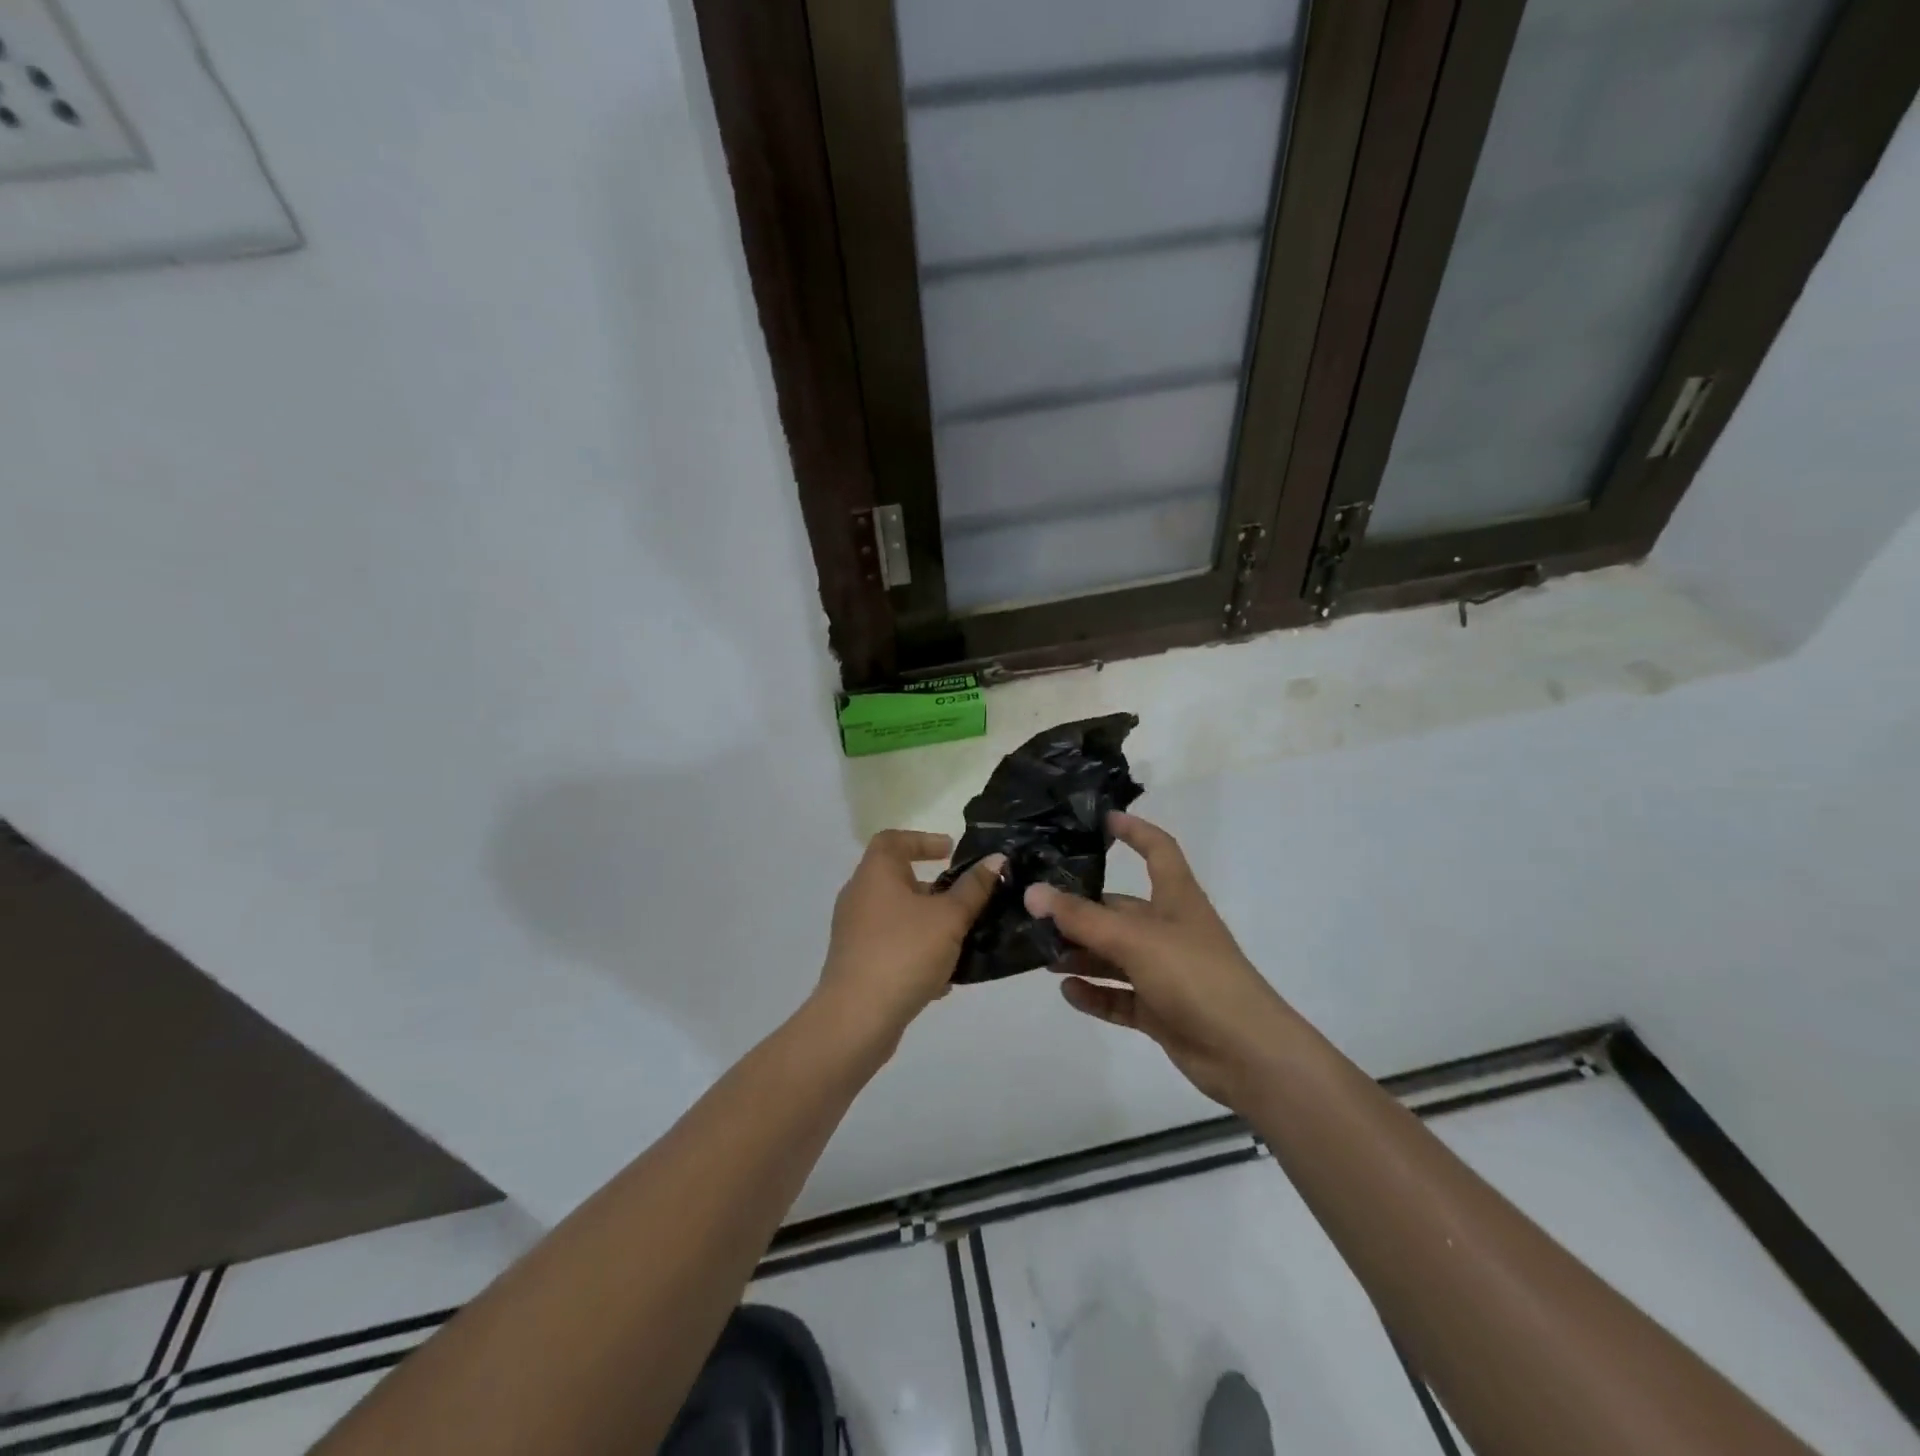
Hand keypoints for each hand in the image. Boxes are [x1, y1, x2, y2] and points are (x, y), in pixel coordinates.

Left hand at [816, 831, 1002, 1047]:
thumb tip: (996, 860)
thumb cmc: (904, 952)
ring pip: (898, 917)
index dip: (922, 840)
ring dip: (929, 924)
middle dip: (934, 888)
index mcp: (875, 874)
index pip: (893, 840)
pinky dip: (917, 953)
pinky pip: (892, 947)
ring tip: (961, 939)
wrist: (858, 1018)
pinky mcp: (857, 963)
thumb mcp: (949, 918)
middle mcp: (859, 897)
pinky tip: (942, 979)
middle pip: (897, 879)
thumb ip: (974, 888)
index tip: (950, 852)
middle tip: (964, 899)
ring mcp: (854, 932)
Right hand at [1024, 813, 1293, 1108]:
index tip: (1101, 820)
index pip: (1158, 850)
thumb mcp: (1135, 939)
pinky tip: (1067, 991)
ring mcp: (1166, 972)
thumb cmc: (1195, 977)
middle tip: (1035, 910)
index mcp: (1177, 899)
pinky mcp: (1161, 1010)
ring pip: (1114, 955)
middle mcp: (1170, 930)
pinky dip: (1095, 993)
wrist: (1247, 1054)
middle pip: (1120, 909)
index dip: (1134, 831)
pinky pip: (1119, 995)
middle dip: (1081, 910)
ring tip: (1040, 954)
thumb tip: (1033, 891)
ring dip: (1081, 954)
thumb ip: (1082, 918)